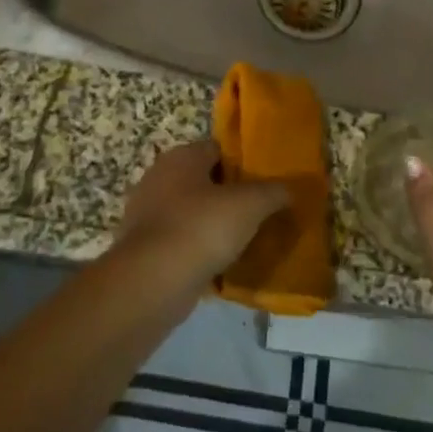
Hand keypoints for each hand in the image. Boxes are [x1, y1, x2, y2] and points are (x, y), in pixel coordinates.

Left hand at [115, 140, 290, 289]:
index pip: (217, 149)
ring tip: (241, 241)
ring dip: (211, 224)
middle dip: (227, 195)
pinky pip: (178, 241)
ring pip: (190, 212)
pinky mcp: (142, 246)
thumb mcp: (250, 205)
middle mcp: (159, 176)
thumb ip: (273, 192)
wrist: (152, 281)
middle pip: (202, 180)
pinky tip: (216, 264)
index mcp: (181, 156)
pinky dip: (195, 249)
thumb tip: (290, 189)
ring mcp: (145, 212)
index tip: (263, 185)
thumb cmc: (201, 228)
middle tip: (256, 213)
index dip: (242, 164)